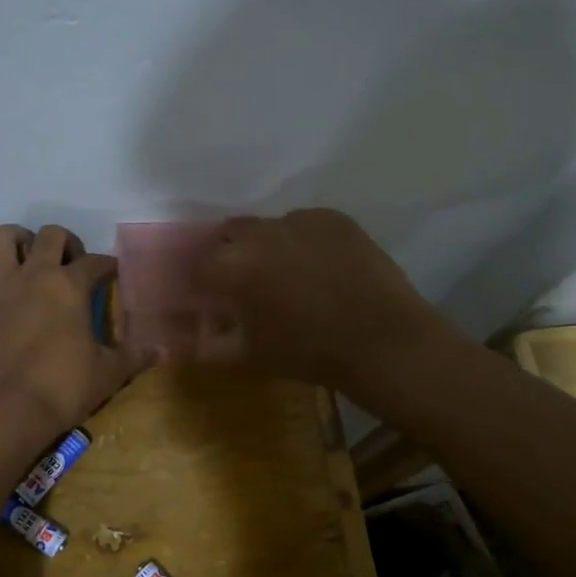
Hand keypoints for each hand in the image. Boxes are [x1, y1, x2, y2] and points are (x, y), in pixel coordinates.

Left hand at [0, 224, 152, 438]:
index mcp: (70, 286)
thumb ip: (134, 357)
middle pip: (50, 235)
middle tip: (70, 264)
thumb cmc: (62, 388)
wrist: (5, 409)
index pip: (96, 263)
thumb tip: (161, 350)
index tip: (113, 273)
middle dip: (65, 242)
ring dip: (13, 239)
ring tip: (23, 255)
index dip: (108, 265)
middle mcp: (33, 275)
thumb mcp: (108, 373)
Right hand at [183, 209, 453, 390]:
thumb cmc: (308, 353)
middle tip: (242, 280)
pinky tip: (318, 267)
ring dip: (266, 245)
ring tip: (285, 273)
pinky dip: (301, 241)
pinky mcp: (333, 218)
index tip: (209, 294)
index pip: (199, 263)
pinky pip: (304, 224)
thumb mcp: (249, 358)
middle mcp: (261, 233)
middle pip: (229, 233)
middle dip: (228, 253)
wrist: (382, 341)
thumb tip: (193, 337)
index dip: (201, 279)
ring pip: (268, 227)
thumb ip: (210, 347)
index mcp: (233, 266)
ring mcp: (300, 220)